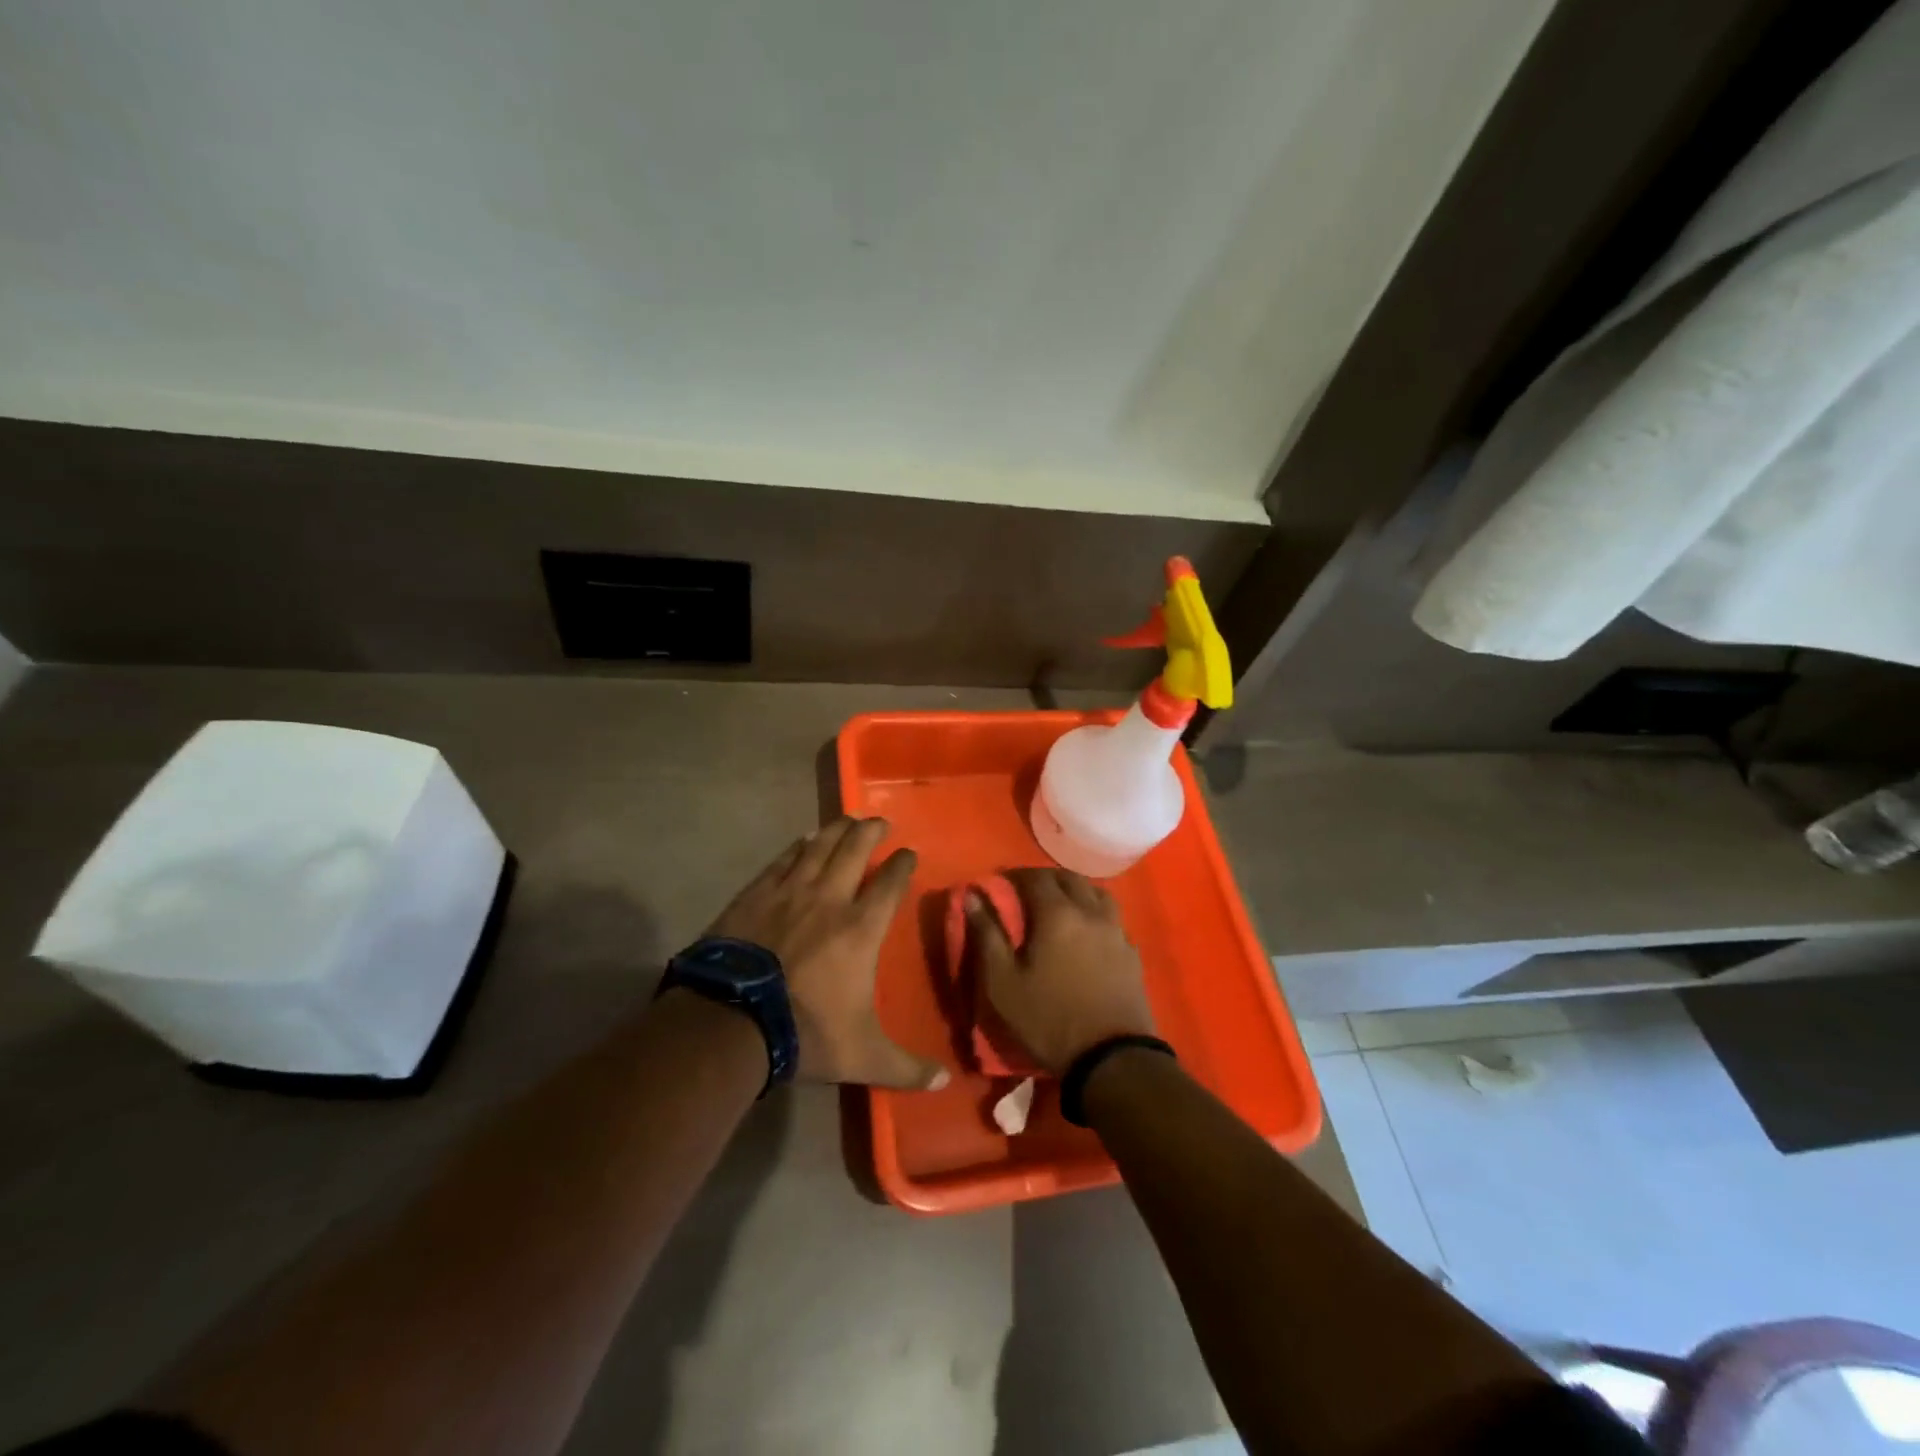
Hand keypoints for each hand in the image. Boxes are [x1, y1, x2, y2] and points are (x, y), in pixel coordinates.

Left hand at [708, 817, 947, 1089]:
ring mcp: (790, 892)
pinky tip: (803, 840)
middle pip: (855, 851)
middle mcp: (830, 899)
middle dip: (871, 832)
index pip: (890, 885)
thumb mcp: (863, 1056)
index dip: (902, 865)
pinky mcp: (756, 894)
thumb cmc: (805, 1032)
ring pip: (820, 847)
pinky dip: (797, 847)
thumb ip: (905, 1068)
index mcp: (860, 929)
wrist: (731, 1020)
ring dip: (837, 830)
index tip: (909, 853)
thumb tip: (944, 1084)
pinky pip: (783, 861)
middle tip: (879, 822)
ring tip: (847, 818)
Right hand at [967, 868, 1155, 1074]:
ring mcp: (1116, 931)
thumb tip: (972, 896)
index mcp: (1057, 914)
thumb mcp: (1002, 983)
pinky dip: (1096, 913)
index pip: (1035, 877)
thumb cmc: (1048, 1019)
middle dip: (1046, 878)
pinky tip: (1089, 931)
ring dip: (1076, 891)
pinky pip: (1113, 918)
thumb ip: (986, 935)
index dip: (1016, 875)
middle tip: (1028, 891)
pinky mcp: (1132, 953)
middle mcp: (1090, 913)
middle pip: (1069, 879)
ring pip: (1097, 894)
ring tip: (1061, 905)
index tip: (1001, 882)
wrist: (1111, 1058)